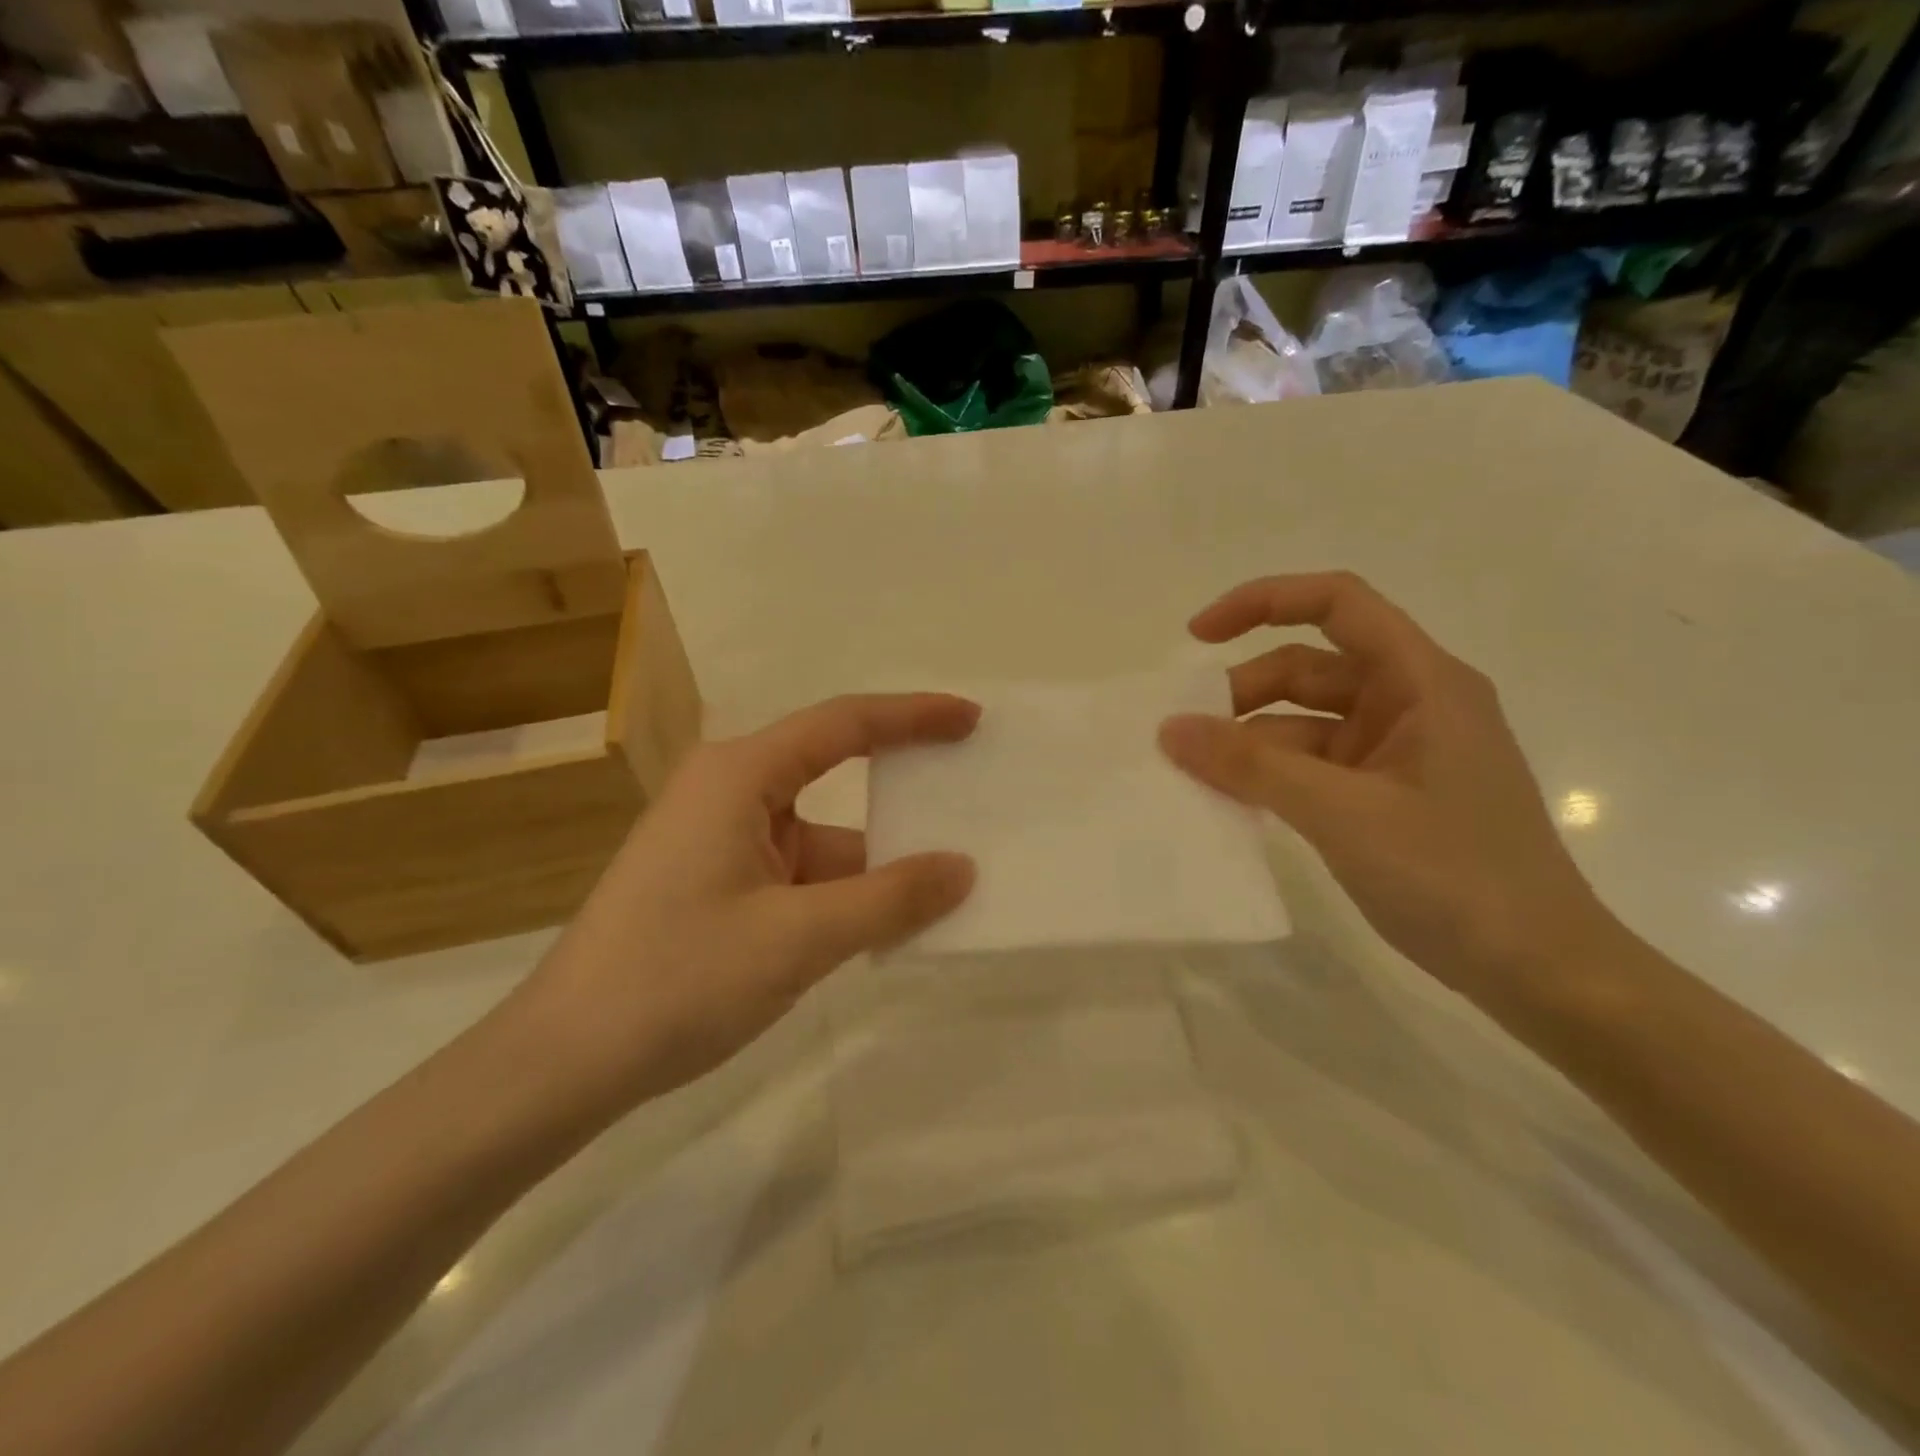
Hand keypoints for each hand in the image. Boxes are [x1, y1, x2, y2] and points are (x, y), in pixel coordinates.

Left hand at [520, 694, 979, 1107]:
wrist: (563, 1062)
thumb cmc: (678, 980)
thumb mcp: (799, 939)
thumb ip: (890, 900)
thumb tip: (963, 869)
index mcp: (739, 775)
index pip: (844, 723)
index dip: (914, 716)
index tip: (971, 720)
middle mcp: (730, 792)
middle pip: (834, 774)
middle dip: (901, 790)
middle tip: (971, 794)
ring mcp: (722, 841)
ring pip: (822, 837)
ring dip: (876, 863)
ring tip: (952, 878)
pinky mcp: (720, 884)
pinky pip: (802, 873)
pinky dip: (845, 894)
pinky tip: (890, 923)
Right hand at [1158, 572, 1608, 1003]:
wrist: (1538, 971)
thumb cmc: (1454, 876)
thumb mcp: (1341, 813)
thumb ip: (1251, 766)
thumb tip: (1170, 730)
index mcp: (1422, 681)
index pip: (1338, 603)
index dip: (1263, 602)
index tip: (1196, 639)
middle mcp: (1411, 704)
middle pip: (1310, 668)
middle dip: (1243, 692)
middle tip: (1185, 736)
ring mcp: (1398, 753)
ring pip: (1305, 722)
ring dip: (1250, 741)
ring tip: (1196, 775)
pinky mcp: (1385, 795)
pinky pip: (1312, 766)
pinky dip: (1270, 776)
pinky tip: (1233, 800)